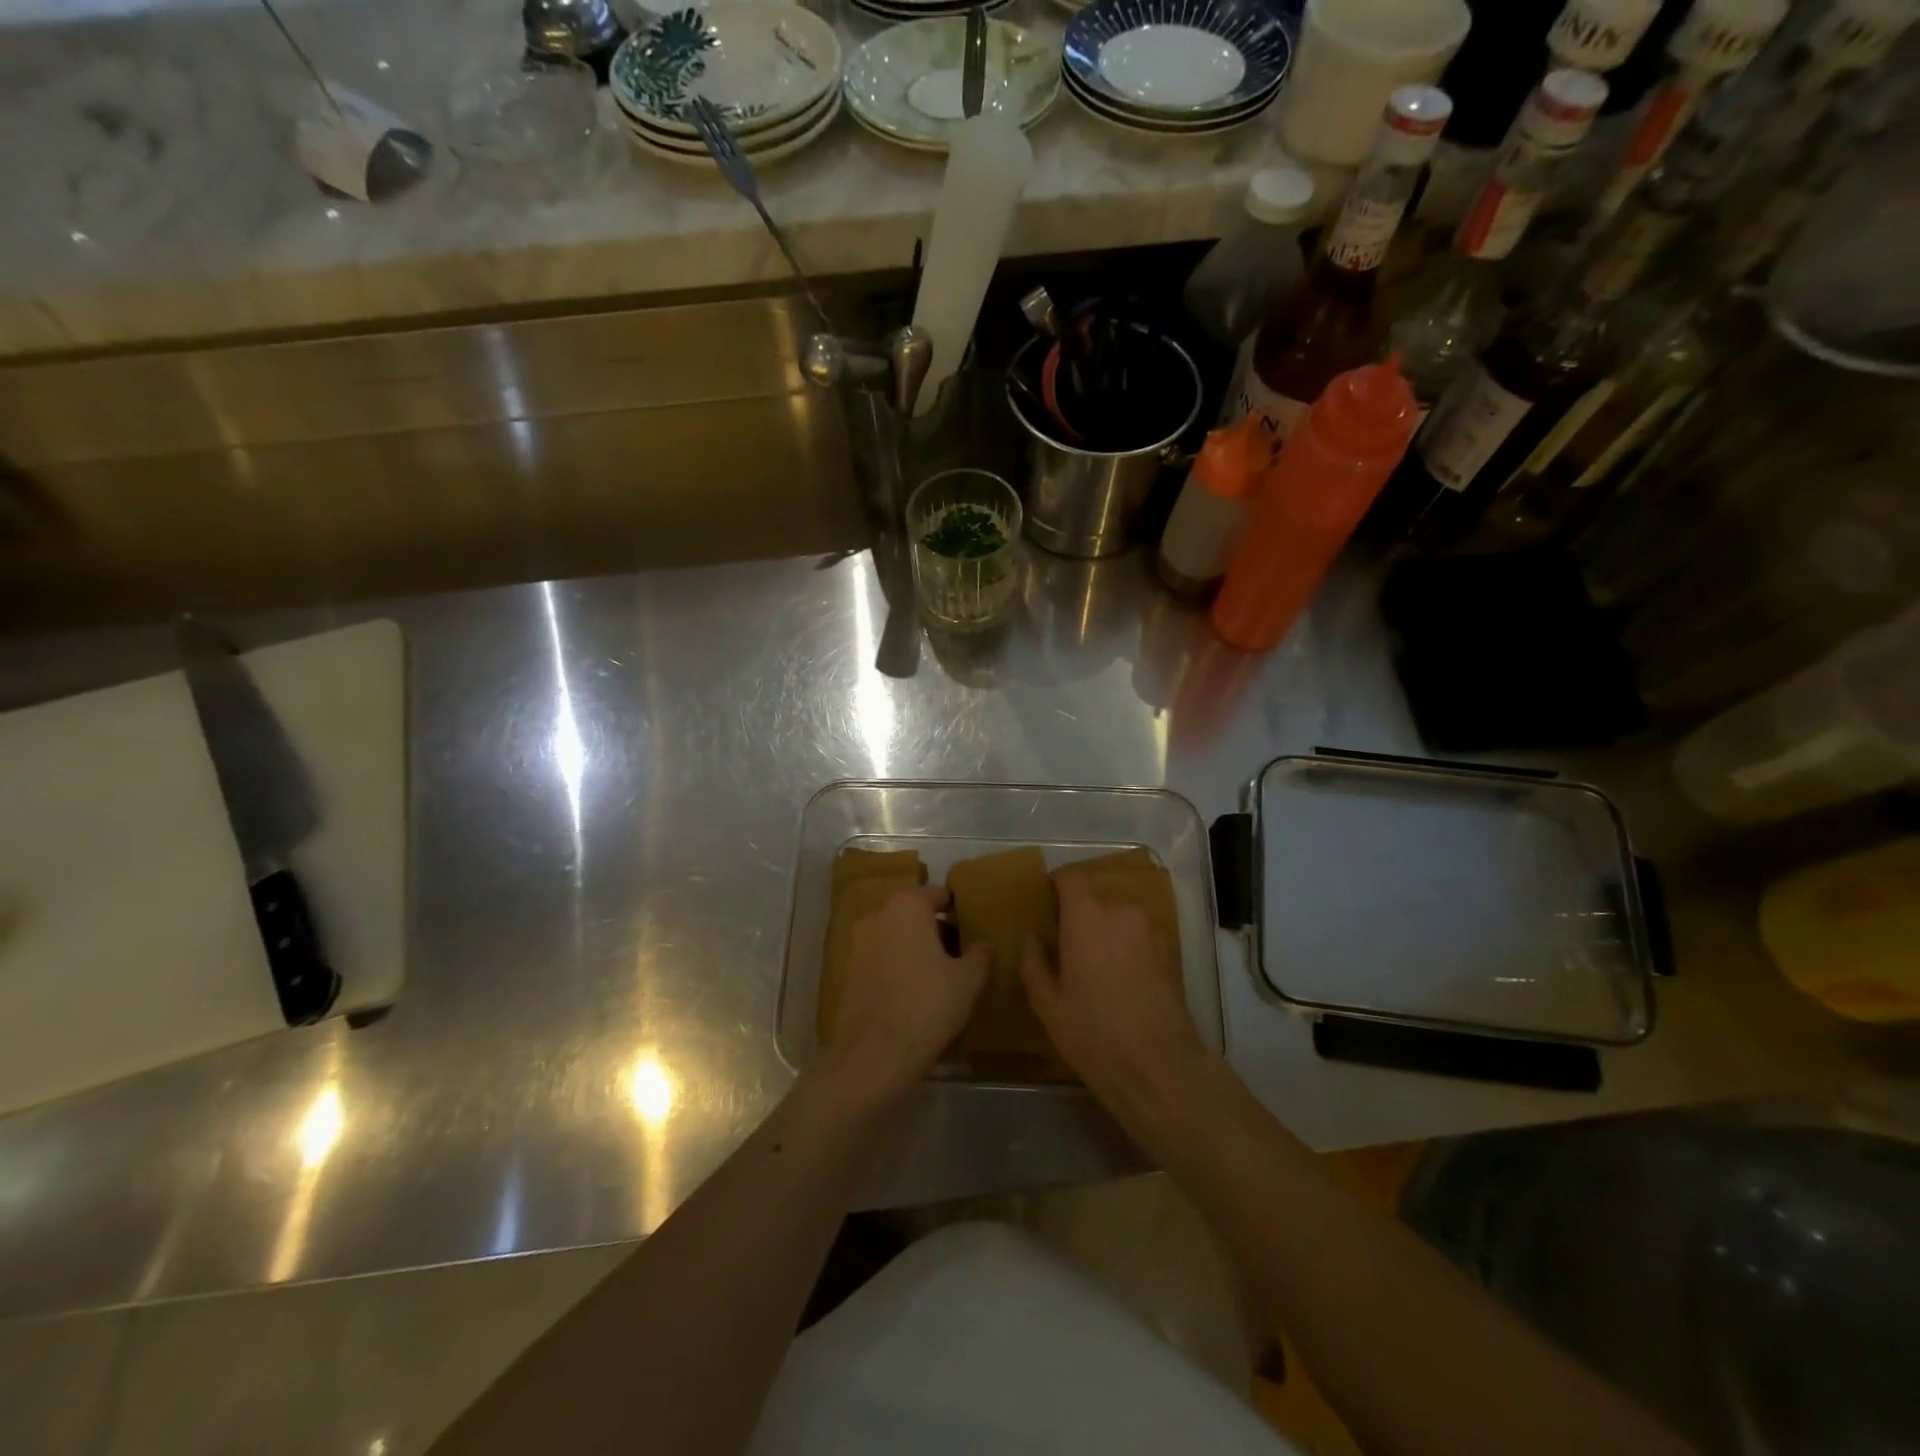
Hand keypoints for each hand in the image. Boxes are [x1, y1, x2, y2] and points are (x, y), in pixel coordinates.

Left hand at [826, 885, 988, 1099]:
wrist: (874, 1054)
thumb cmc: (928, 1005)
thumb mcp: (969, 980)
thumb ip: (980, 954)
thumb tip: (983, 944)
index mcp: (908, 906)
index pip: (938, 894)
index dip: (957, 909)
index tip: (970, 927)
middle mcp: (878, 915)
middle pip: (914, 913)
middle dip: (935, 928)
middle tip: (959, 953)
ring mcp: (858, 943)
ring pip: (895, 935)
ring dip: (914, 947)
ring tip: (938, 974)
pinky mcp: (848, 970)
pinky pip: (880, 957)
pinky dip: (896, 965)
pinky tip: (913, 991)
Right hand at [1020, 875, 1212, 1120]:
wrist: (1160, 1068)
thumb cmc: (1094, 1033)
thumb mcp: (1048, 1003)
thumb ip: (1034, 961)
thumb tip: (1031, 936)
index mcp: (1087, 917)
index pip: (1071, 877)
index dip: (1057, 883)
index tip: (1046, 902)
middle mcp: (1121, 912)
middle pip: (1096, 897)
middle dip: (1080, 914)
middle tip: (1066, 944)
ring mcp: (1151, 930)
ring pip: (1119, 917)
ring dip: (1105, 930)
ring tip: (1094, 965)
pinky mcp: (1170, 951)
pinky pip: (1139, 935)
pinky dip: (1126, 945)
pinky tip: (1119, 979)